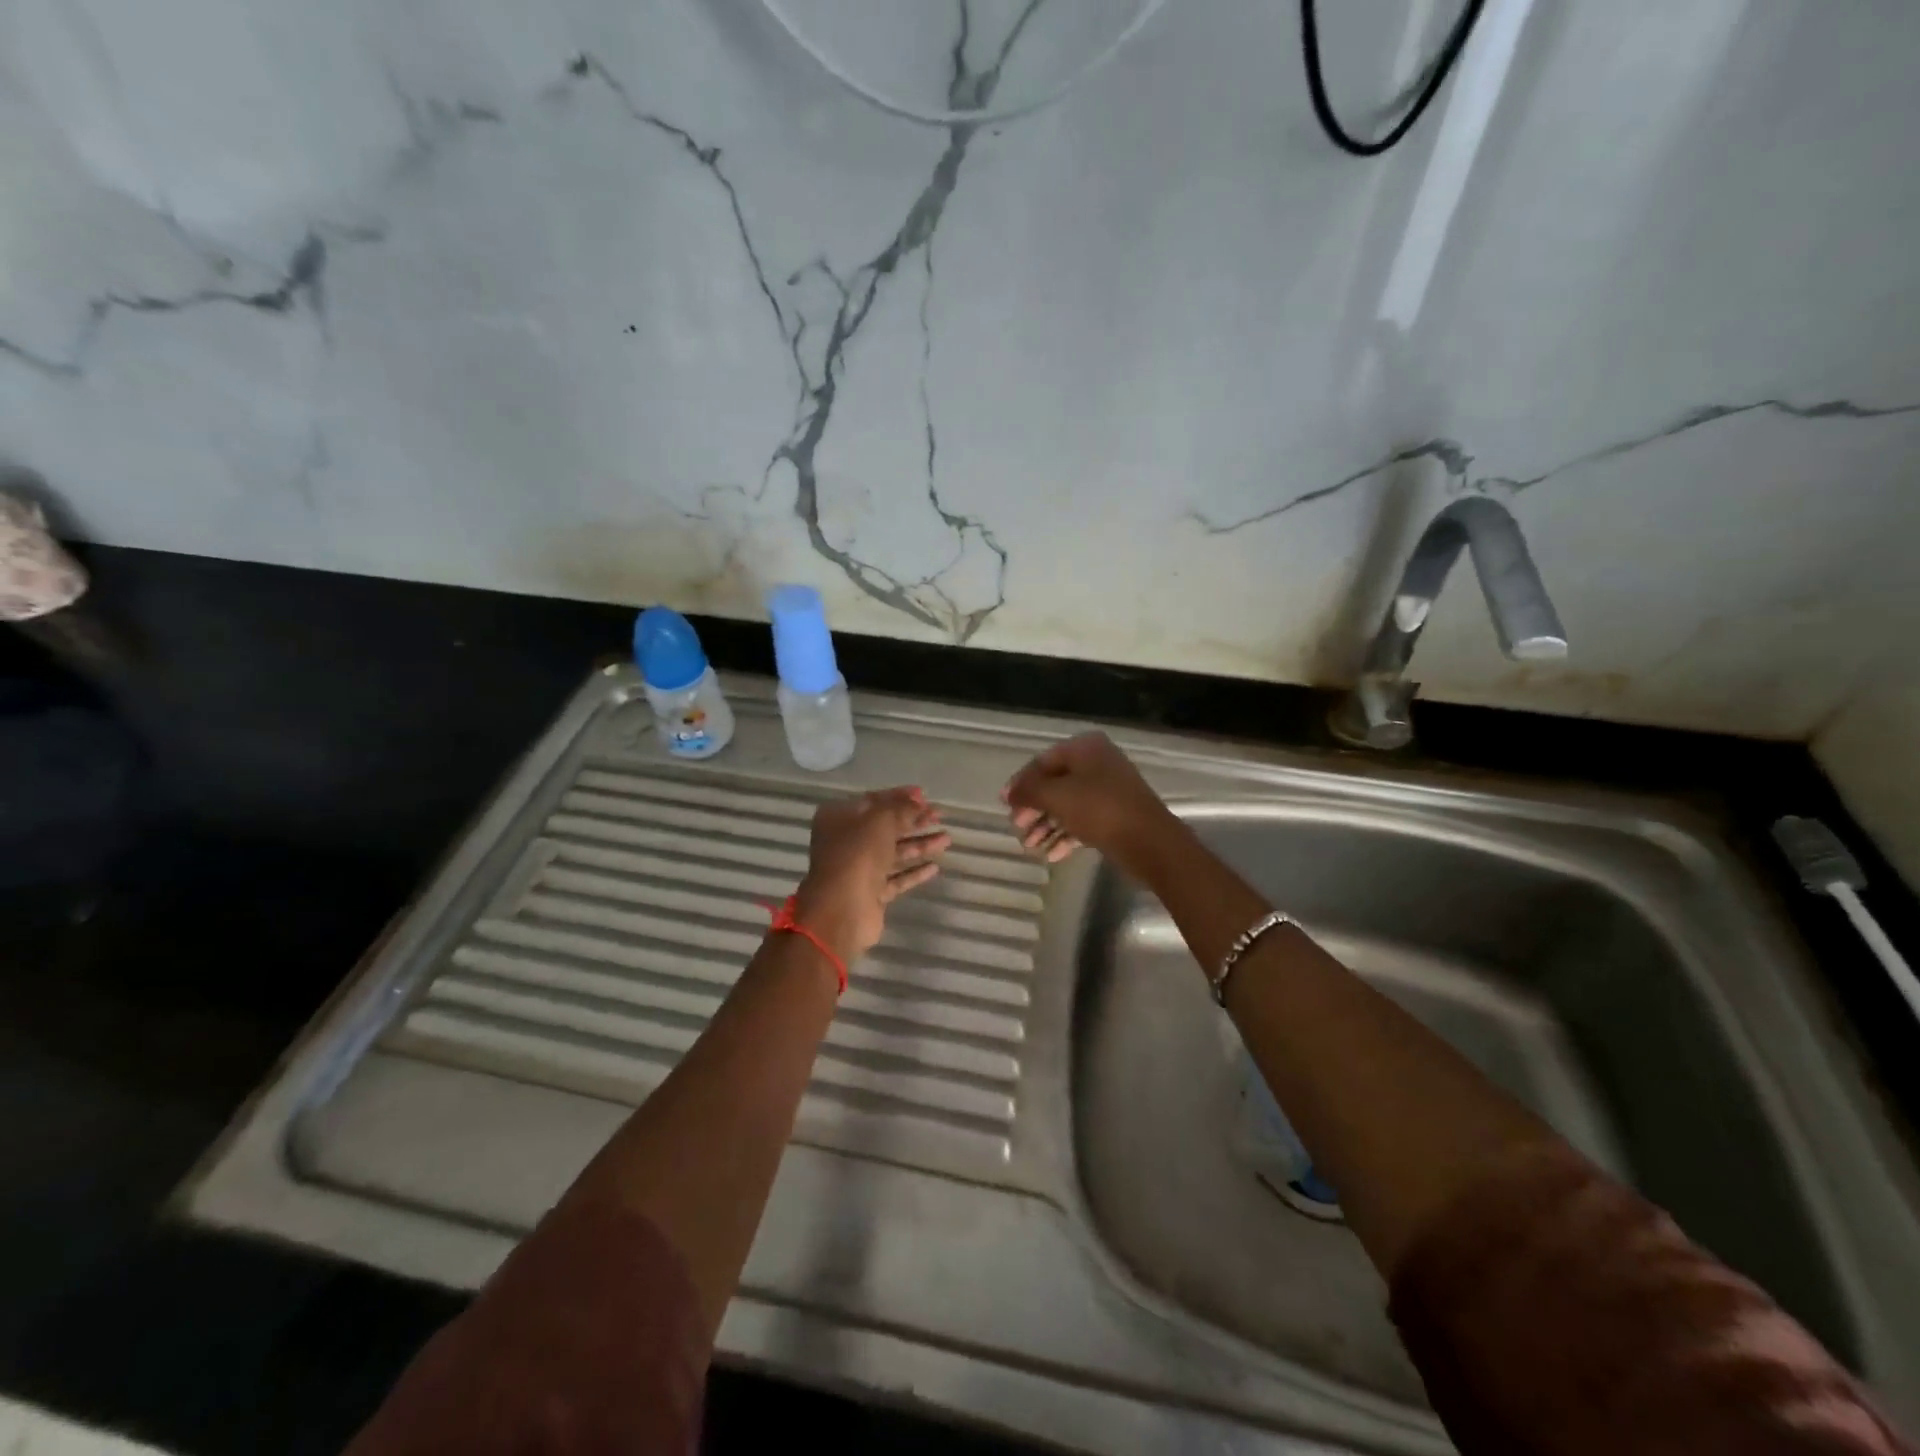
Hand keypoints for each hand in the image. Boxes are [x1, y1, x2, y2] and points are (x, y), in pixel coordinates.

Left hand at [794, 787, 949, 961]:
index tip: (924, 795)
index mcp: (839, 818)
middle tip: (940, 815)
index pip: (873, 800)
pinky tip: (935, 867)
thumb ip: (901, 809)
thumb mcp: (880, 820)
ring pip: (894, 852)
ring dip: (920, 844)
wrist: (842, 909)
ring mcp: (858, 869)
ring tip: (947, 839)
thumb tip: (917, 802)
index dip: (899, 796)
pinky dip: (914, 872)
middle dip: (914, 820)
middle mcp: (846, 841)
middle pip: (886, 827)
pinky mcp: (871, 893)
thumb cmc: (857, 854)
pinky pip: (896, 878)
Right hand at [1002, 732, 1173, 870]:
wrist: (1149, 842)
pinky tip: (1052, 855)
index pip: (1042, 762)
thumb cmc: (1099, 809)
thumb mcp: (1056, 796)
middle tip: (1017, 828)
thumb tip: (1009, 793)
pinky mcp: (1115, 816)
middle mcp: (1098, 764)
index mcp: (1085, 748)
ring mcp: (1109, 791)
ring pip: (1068, 805)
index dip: (1021, 783)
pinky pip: (1083, 822)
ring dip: (1046, 826)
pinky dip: (1065, 836)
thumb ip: (1028, 791)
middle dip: (1034, 808)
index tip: (1005, 805)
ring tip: (1031, 848)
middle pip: (1055, 784)